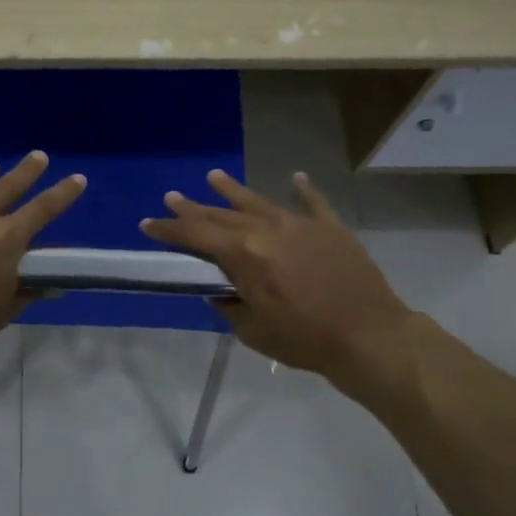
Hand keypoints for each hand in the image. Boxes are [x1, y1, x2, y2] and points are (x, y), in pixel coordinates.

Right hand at [140, 170, 414, 382]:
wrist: (368, 336)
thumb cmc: (303, 339)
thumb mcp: (252, 331)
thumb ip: (230, 306)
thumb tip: (220, 291)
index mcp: (244, 255)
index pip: (196, 236)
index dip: (169, 230)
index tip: (147, 224)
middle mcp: (267, 230)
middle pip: (222, 216)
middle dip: (193, 208)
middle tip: (171, 197)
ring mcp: (300, 225)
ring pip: (259, 201)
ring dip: (233, 190)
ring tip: (213, 176)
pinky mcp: (330, 229)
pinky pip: (313, 203)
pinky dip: (304, 190)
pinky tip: (296, 177)